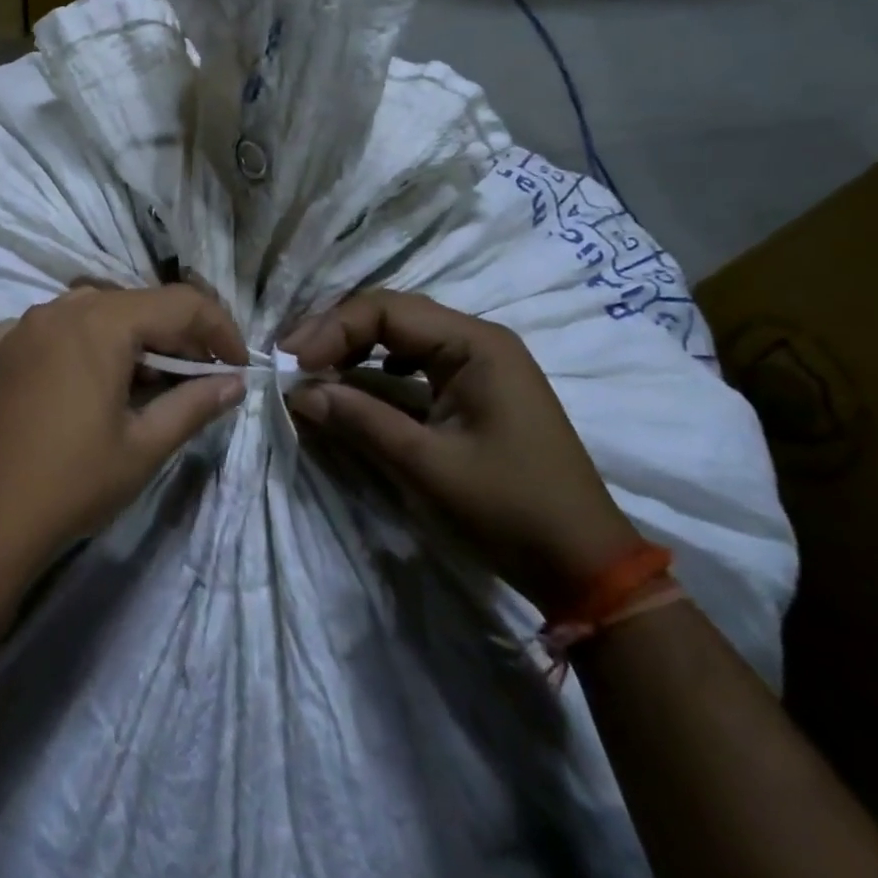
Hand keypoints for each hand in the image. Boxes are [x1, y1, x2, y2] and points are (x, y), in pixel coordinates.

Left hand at [0, 286, 247, 583]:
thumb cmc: (73, 482)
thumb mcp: (144, 446)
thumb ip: (195, 403)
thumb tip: (235, 382)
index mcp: (100, 322)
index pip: (179, 304)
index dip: (218, 329)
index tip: (238, 366)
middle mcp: (60, 308)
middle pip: (136, 304)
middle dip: (176, 337)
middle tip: (200, 380)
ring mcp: (24, 325)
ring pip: (96, 313)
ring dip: (132, 339)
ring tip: (148, 384)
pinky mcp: (0, 349)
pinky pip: (56, 329)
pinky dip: (85, 345)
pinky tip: (90, 383)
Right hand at [280, 291, 641, 612]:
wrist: (586, 568)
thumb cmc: (511, 510)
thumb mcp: (428, 466)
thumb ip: (360, 419)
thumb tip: (298, 392)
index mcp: (476, 344)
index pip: (387, 310)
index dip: (332, 329)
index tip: (293, 362)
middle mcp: (477, 340)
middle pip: (391, 314)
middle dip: (336, 332)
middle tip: (291, 360)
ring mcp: (478, 363)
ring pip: (400, 335)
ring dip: (353, 347)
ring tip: (312, 368)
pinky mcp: (473, 389)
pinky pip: (413, 362)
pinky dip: (375, 368)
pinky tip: (355, 383)